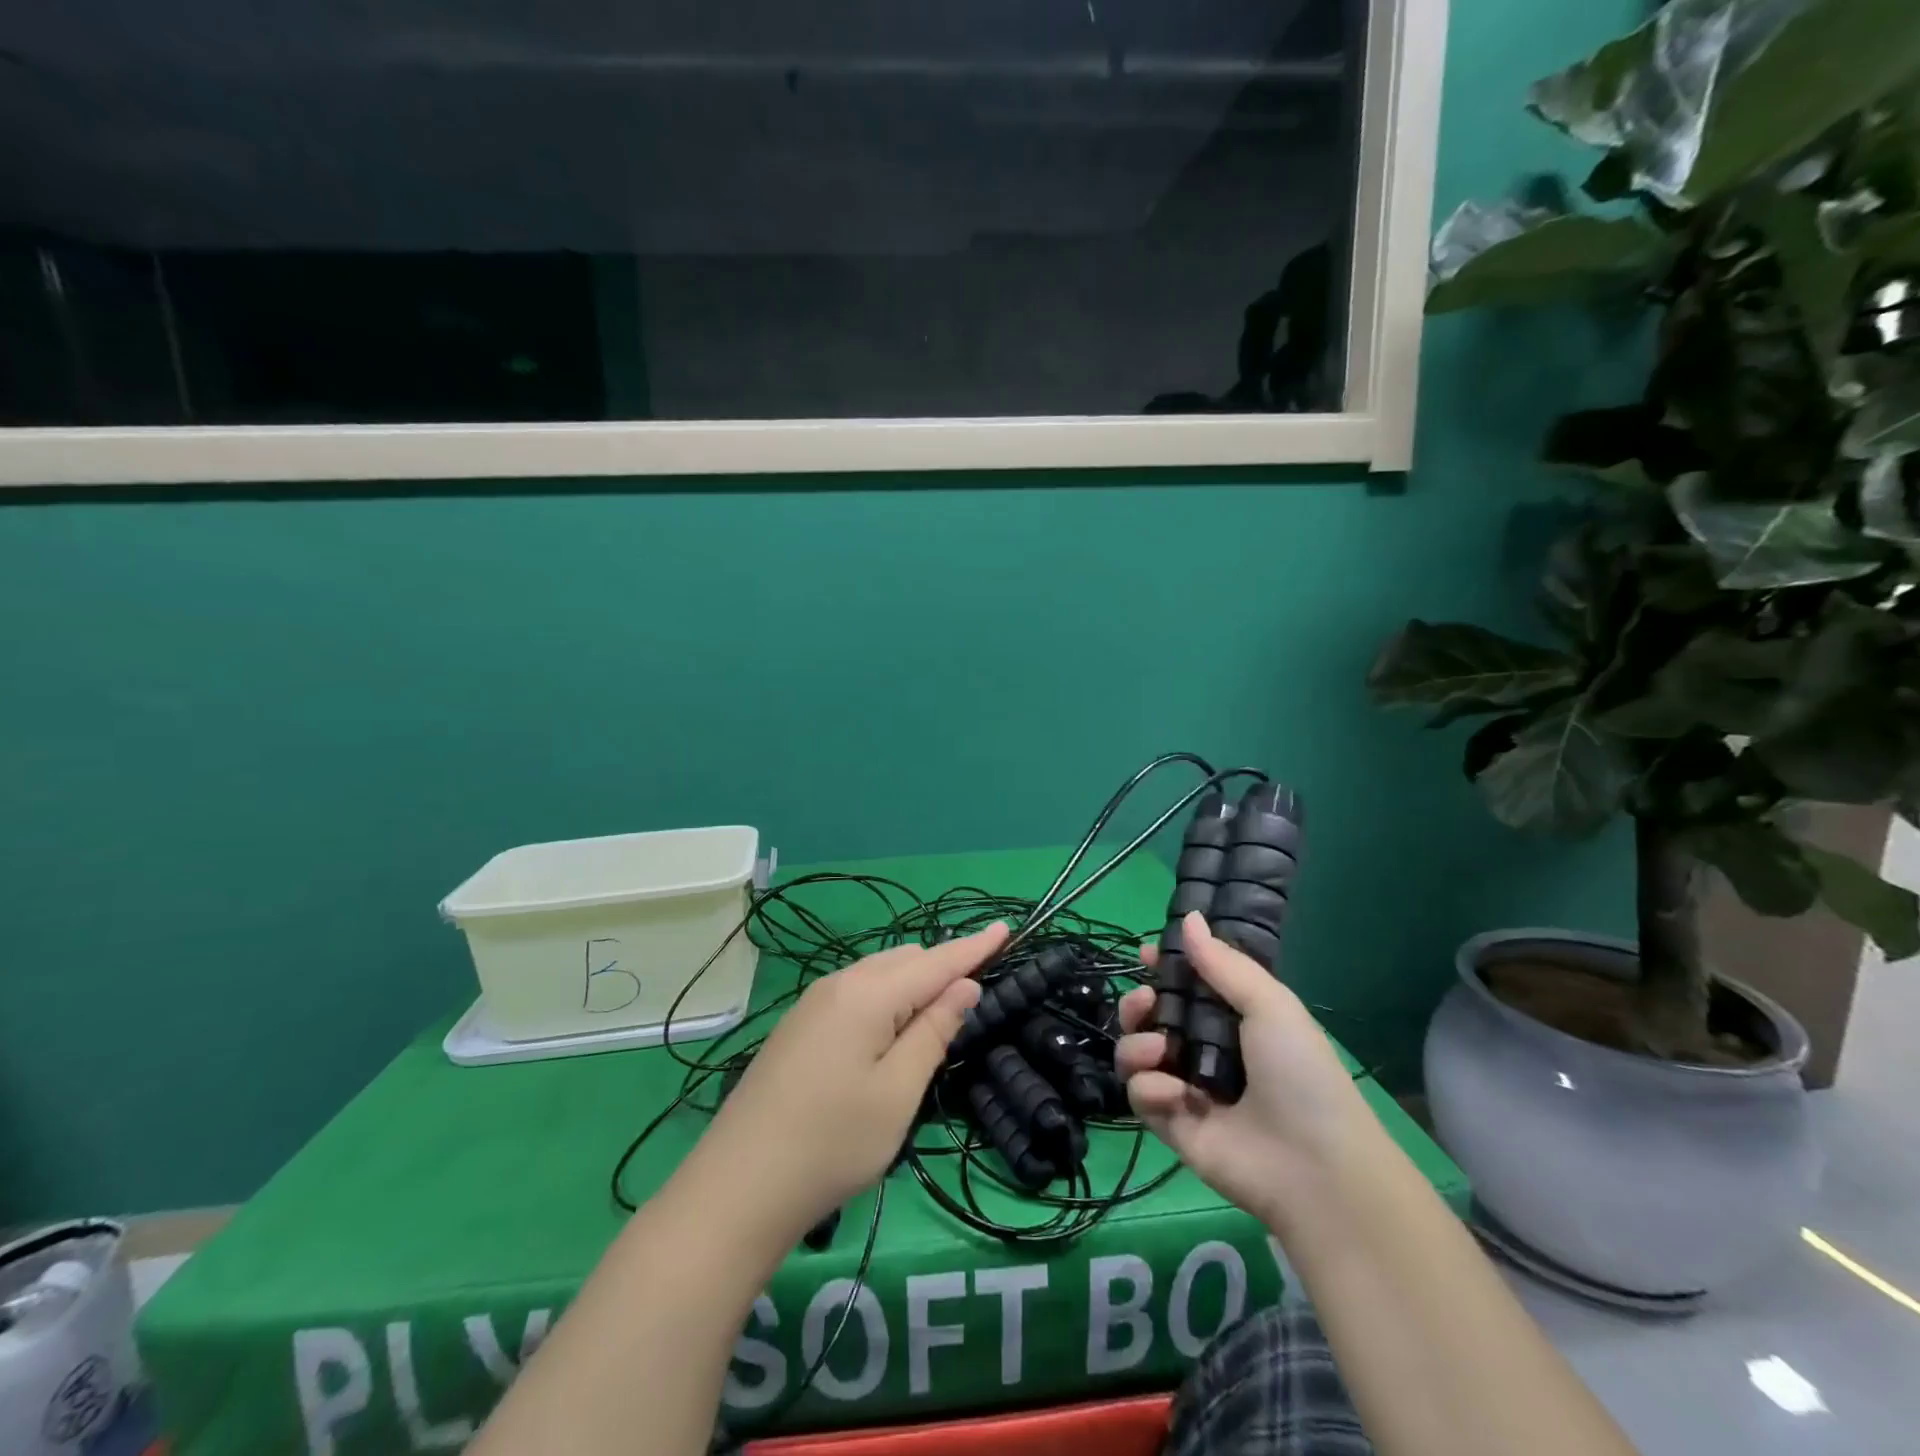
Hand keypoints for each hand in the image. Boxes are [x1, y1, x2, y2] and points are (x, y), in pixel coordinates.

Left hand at [682, 923, 1008, 1242]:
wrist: (738, 1187)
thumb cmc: (831, 1143)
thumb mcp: (898, 1092)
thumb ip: (934, 1031)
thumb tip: (964, 986)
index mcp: (868, 994)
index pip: (935, 960)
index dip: (974, 946)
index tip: (1006, 927)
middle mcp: (839, 984)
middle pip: (905, 960)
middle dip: (944, 968)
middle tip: (976, 996)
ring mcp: (813, 1003)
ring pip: (879, 974)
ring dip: (914, 984)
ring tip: (939, 1015)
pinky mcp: (799, 1025)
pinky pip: (857, 993)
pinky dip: (887, 999)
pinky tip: (890, 1032)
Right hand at [1116, 912, 1381, 1233]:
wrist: (1314, 1167)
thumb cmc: (1300, 1074)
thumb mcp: (1270, 1005)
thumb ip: (1223, 963)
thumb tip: (1189, 917)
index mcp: (1232, 1020)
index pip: (1186, 986)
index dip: (1164, 968)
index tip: (1146, 954)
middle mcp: (1204, 1050)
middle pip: (1150, 1016)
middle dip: (1137, 1003)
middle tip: (1144, 1002)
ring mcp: (1184, 1088)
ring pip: (1135, 1052)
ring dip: (1137, 1043)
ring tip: (1159, 1050)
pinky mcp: (1170, 1124)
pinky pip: (1139, 1094)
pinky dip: (1150, 1089)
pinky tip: (1177, 1096)